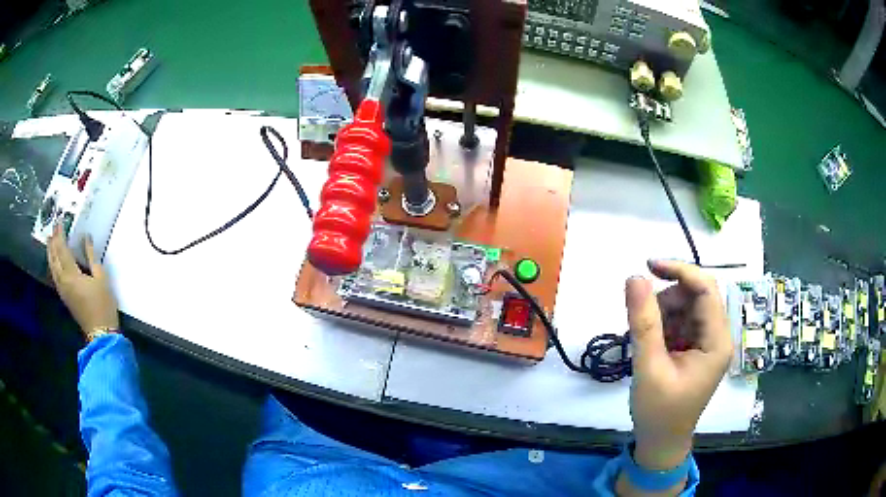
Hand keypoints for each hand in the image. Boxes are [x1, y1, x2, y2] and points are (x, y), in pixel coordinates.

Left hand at [47, 224, 118, 336]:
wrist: (100, 333)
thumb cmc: (103, 304)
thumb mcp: (101, 278)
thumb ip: (91, 256)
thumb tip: (86, 238)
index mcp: (72, 275)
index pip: (62, 249)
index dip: (60, 235)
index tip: (59, 221)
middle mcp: (63, 281)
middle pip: (54, 258)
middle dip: (53, 242)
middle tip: (53, 228)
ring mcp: (63, 291)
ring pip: (52, 268)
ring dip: (50, 253)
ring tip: (50, 241)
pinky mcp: (65, 297)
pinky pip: (55, 276)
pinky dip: (53, 265)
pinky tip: (54, 261)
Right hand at [625, 260, 731, 470]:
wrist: (660, 443)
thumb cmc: (659, 412)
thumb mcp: (649, 367)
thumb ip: (643, 322)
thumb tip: (634, 277)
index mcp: (717, 341)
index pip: (706, 290)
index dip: (680, 271)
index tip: (648, 266)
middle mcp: (717, 337)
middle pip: (696, 296)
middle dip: (667, 299)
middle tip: (640, 320)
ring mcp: (707, 343)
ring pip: (686, 307)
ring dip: (662, 314)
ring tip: (644, 341)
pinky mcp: (695, 349)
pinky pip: (681, 322)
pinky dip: (662, 326)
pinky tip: (650, 345)